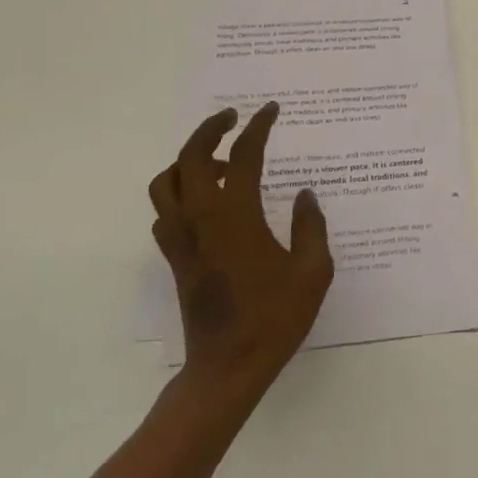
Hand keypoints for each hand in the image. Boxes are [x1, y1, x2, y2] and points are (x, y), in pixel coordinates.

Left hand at [149, 103, 333, 405]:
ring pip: (167, 181)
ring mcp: (182, 237)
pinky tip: (207, 202)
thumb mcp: (312, 271)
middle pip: (192, 156)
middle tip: (234, 118)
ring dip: (189, 160)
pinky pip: (165, 211)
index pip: (245, 155)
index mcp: (237, 215)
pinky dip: (180, 192)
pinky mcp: (174, 257)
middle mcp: (202, 217)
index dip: (259, 127)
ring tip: (219, 160)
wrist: (228, 367)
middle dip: (211, 128)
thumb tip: (304, 194)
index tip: (271, 110)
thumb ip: (311, 226)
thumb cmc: (275, 318)